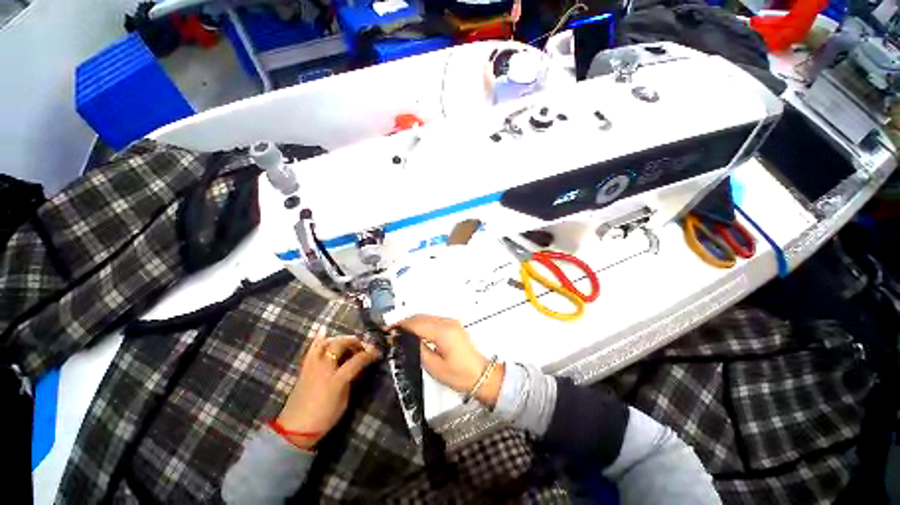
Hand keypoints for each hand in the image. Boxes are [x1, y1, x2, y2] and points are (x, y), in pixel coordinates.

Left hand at [276, 336, 379, 449]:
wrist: (294, 429)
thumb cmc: (324, 418)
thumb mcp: (344, 401)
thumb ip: (351, 381)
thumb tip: (358, 368)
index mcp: (336, 380)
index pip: (357, 360)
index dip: (369, 354)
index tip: (377, 353)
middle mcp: (324, 368)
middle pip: (340, 345)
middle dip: (354, 342)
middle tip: (362, 346)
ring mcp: (312, 366)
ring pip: (326, 343)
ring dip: (339, 339)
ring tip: (347, 342)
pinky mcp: (304, 368)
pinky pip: (312, 349)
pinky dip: (318, 339)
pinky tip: (324, 330)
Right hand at [394, 315, 503, 407]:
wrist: (482, 375)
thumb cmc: (459, 375)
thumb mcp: (434, 367)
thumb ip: (418, 350)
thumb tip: (404, 339)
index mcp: (443, 332)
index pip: (417, 323)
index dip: (401, 325)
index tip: (387, 330)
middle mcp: (447, 322)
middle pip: (421, 317)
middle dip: (405, 322)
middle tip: (391, 331)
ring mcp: (452, 322)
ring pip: (427, 317)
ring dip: (413, 322)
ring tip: (399, 332)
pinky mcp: (453, 325)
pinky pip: (433, 320)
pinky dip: (421, 324)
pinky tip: (414, 332)